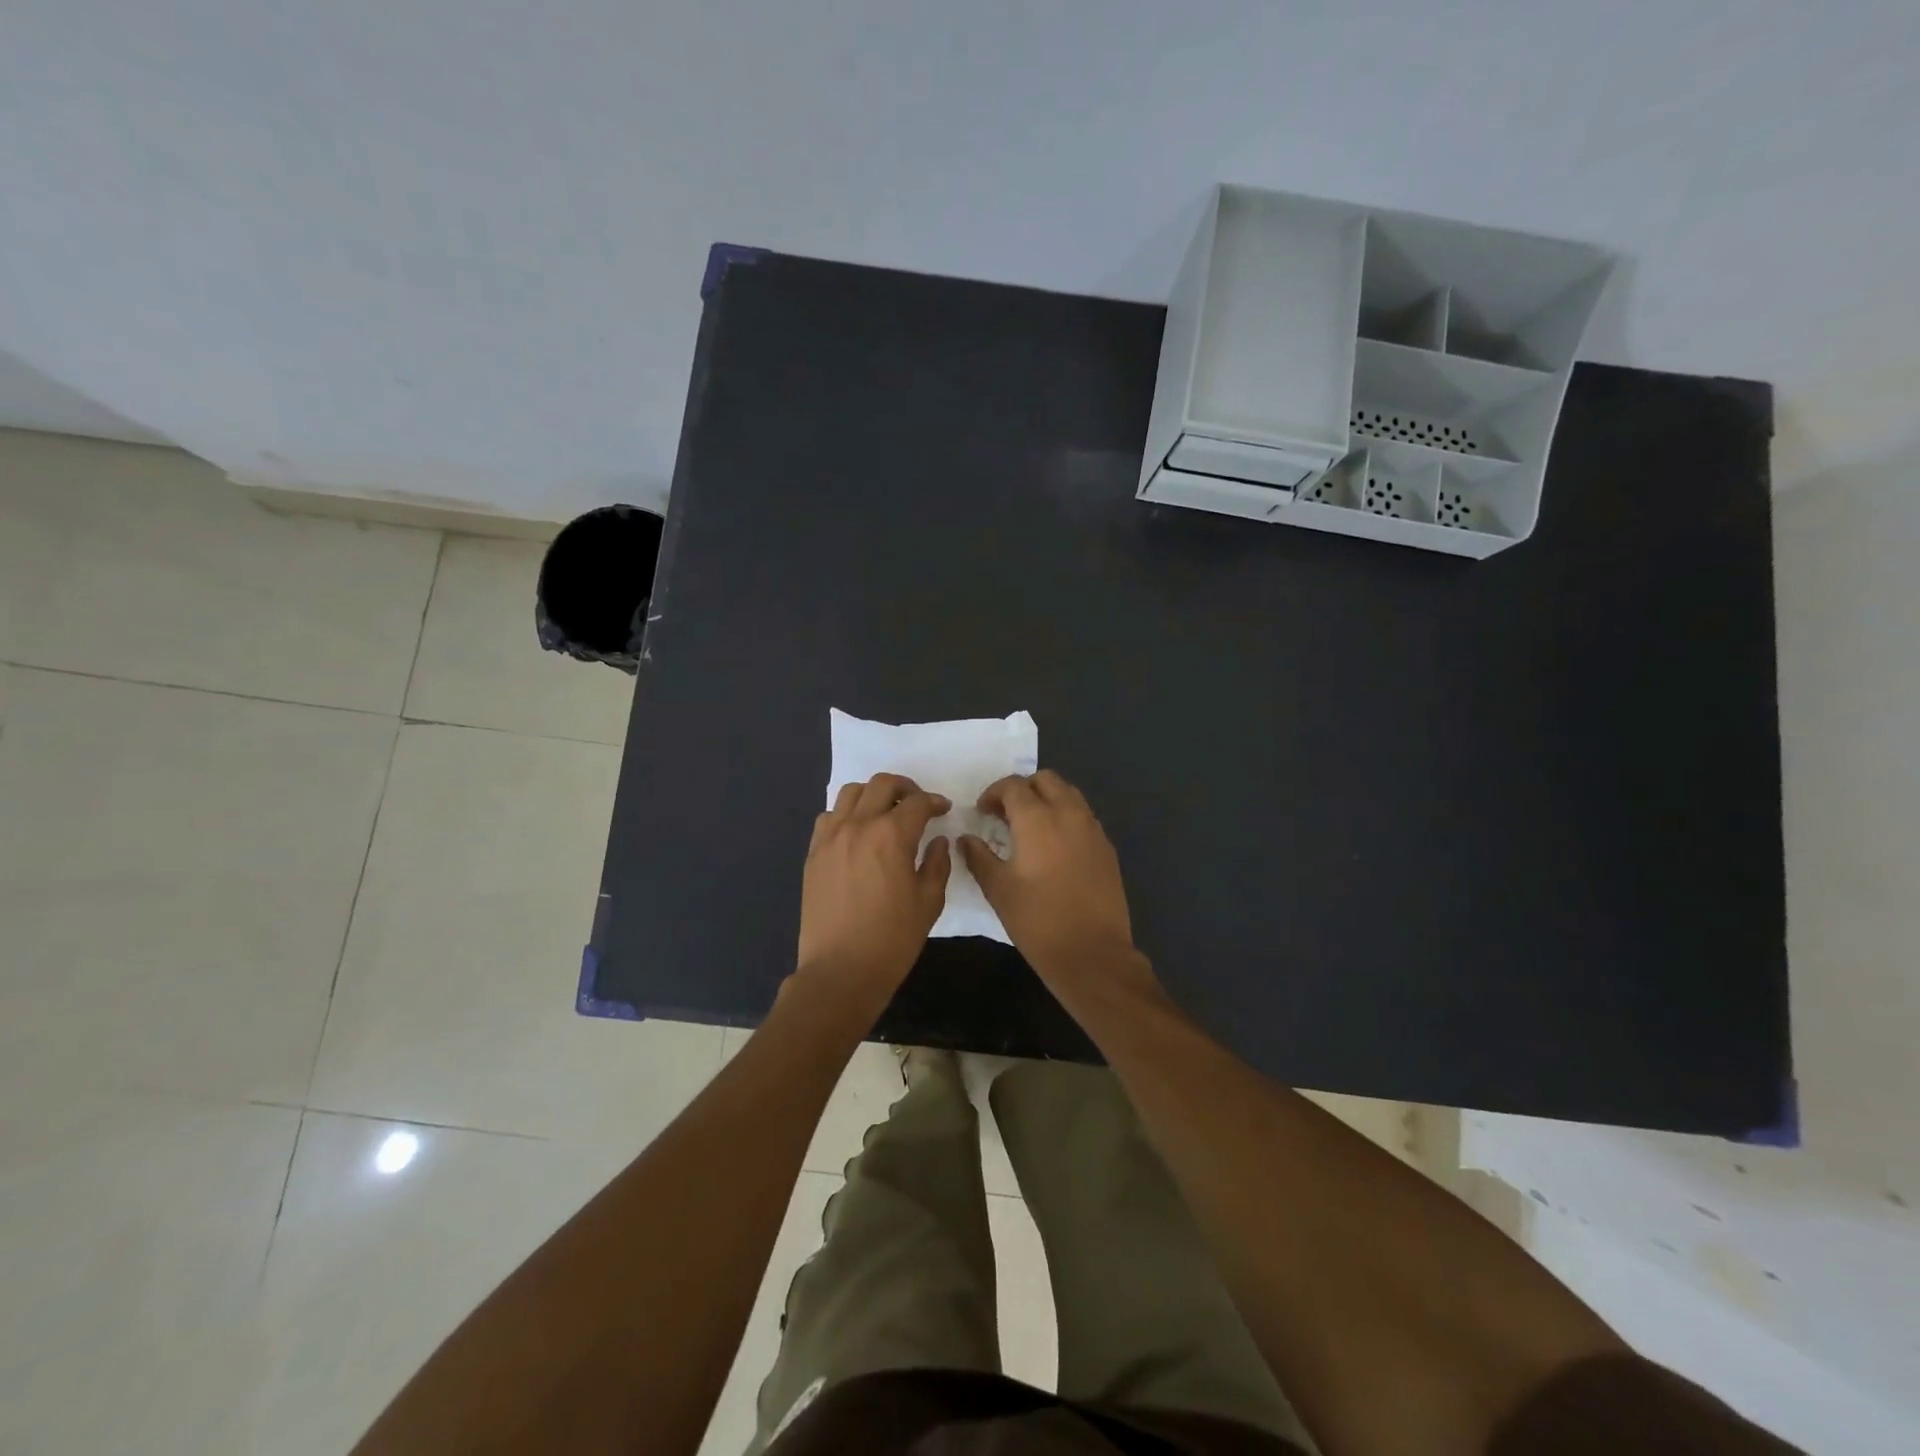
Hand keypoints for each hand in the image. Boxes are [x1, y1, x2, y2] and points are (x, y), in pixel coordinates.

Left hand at [796, 773, 951, 1012]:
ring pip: (851, 792)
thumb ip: (937, 864)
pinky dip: (846, 814)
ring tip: (885, 812)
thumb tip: (938, 841)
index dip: (935, 802)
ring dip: (873, 795)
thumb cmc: (892, 939)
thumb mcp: (929, 902)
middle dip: (905, 788)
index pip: (918, 803)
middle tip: (917, 804)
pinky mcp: (814, 853)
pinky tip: (857, 833)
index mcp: (892, 836)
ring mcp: (831, 837)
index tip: (943, 810)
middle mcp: (858, 825)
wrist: (840, 970)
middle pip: (882, 784)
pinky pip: (828, 817)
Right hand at [958, 770, 1139, 986]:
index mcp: (1038, 819)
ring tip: (1030, 826)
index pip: (1013, 786)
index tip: (982, 811)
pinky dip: (1066, 817)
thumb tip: (966, 839)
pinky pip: (1083, 816)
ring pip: (1069, 794)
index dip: (993, 793)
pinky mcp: (1107, 847)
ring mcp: (1093, 829)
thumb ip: (978, 857)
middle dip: (1023, 789)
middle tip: (1005, 814)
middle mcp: (1069, 814)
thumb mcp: (998, 889)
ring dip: (1047, 799)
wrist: (1091, 952)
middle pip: (1046, 780)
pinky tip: (1054, 846)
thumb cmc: (1037, 920)